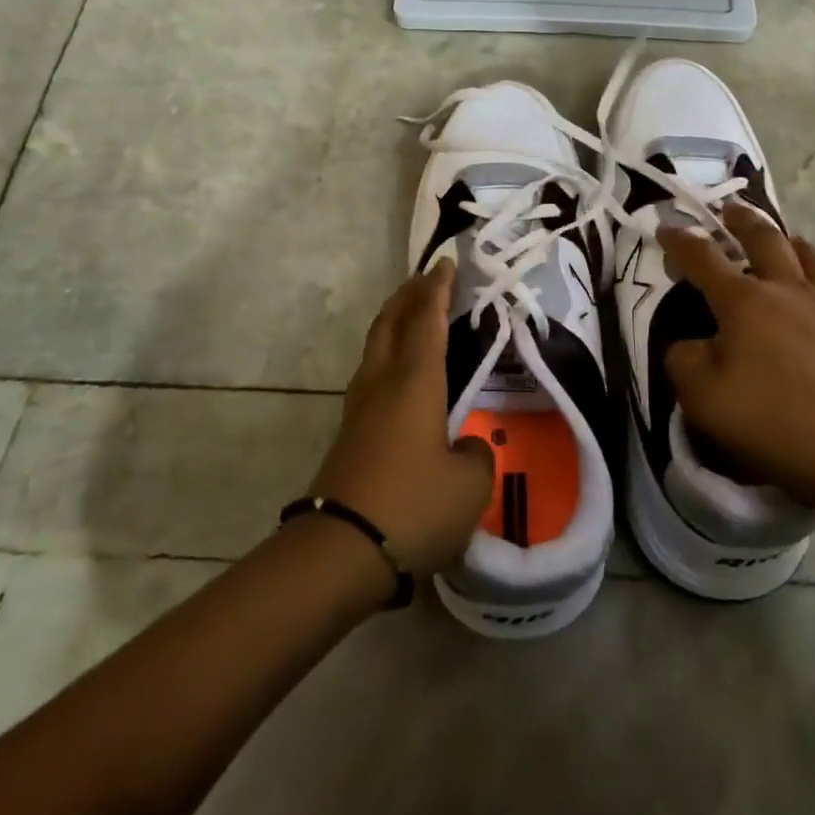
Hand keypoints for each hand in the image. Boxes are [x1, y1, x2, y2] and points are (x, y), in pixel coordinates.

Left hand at [308, 261, 494, 578]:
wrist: (339, 552)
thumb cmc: (412, 507)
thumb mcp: (468, 485)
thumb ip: (475, 455)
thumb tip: (465, 446)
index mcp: (415, 382)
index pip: (427, 319)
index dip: (438, 288)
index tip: (446, 262)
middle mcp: (383, 382)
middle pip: (391, 321)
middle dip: (409, 294)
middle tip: (429, 278)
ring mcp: (360, 407)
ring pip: (377, 345)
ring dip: (395, 321)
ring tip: (415, 315)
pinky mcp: (350, 432)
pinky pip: (373, 372)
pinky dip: (390, 352)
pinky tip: (402, 372)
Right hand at [657, 203, 814, 519]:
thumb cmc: (778, 424)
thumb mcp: (703, 401)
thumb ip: (682, 361)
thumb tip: (687, 342)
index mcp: (744, 302)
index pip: (703, 258)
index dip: (680, 241)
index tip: (666, 227)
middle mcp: (789, 290)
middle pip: (764, 238)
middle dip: (741, 220)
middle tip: (730, 209)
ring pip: (813, 256)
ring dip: (792, 242)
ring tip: (786, 241)